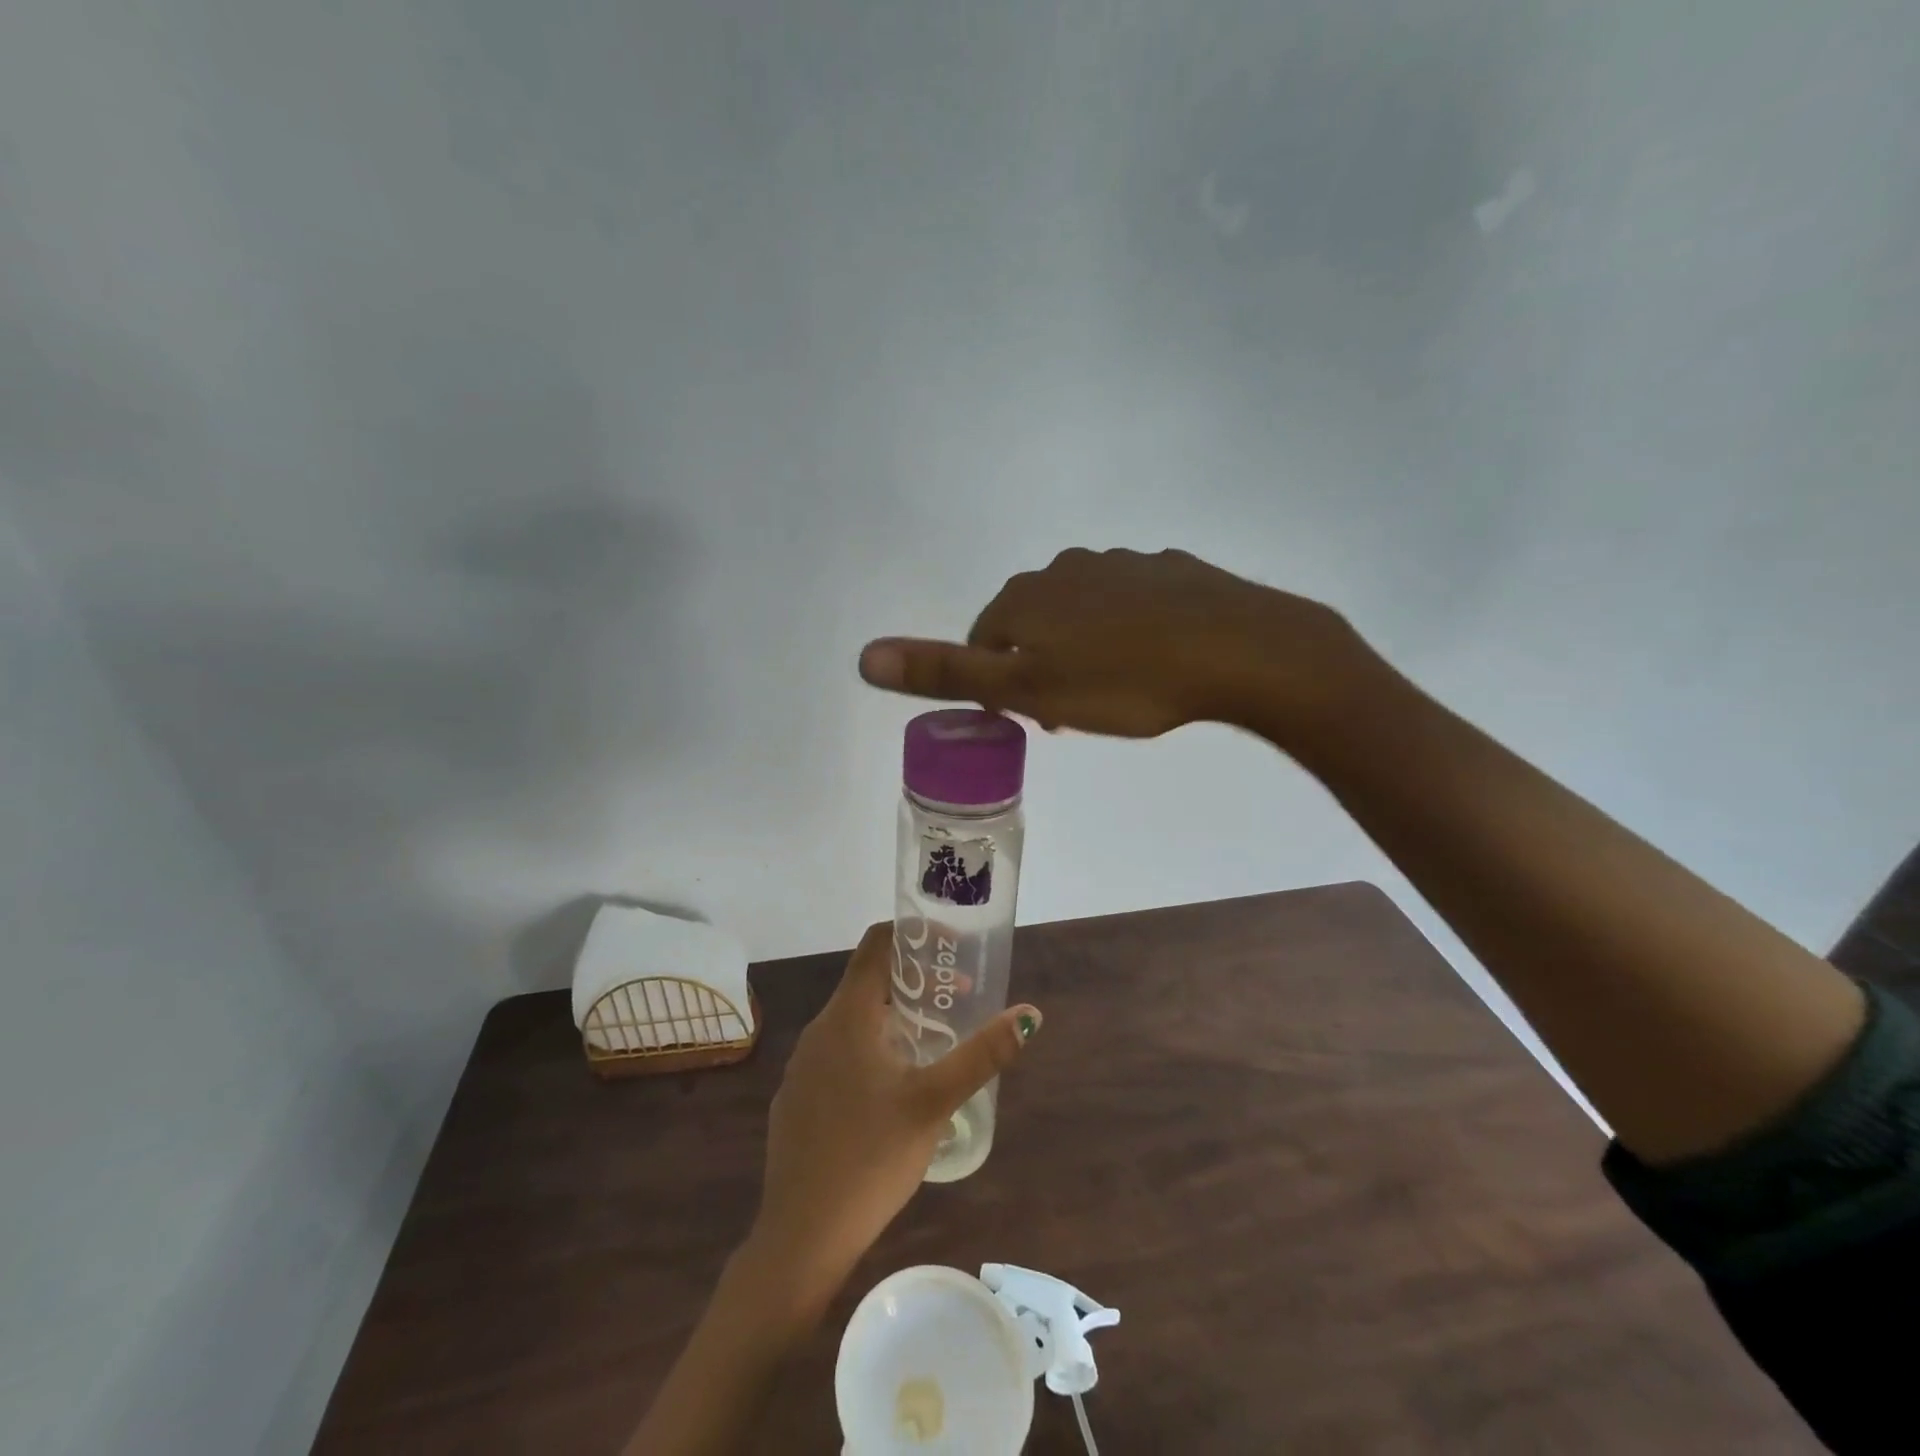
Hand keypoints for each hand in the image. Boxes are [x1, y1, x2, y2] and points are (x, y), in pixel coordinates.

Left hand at [750, 923, 1040, 1299]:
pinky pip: (838, 1054)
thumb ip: (982, 1055)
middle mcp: (819, 1030)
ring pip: (853, 1021)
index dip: (913, 933)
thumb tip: (1030, 1014)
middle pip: (868, 982)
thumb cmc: (871, 1158)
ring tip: (934, 1041)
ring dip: (894, 1018)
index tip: (951, 945)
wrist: (801, 1236)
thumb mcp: (935, 1102)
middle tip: (957, 997)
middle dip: (914, 982)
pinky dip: (870, 1049)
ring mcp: (803, 1066)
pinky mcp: (797, 1097)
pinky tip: (893, 1089)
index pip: (876, 944)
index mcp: (847, 1016)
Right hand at [857, 547, 1367, 740]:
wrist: (1239, 651)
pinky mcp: (1170, 571)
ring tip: (1119, 694)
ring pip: (1082, 615)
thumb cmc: (1123, 681)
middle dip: (1042, 669)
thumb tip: (863, 655)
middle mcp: (1066, 569)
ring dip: (1084, 652)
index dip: (1002, 686)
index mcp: (1026, 597)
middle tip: (1076, 714)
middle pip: (1033, 626)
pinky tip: (1159, 662)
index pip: (985, 641)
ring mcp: (1122, 564)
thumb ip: (945, 672)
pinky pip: (1131, 607)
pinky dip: (1130, 634)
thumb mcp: (1026, 689)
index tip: (1035, 720)